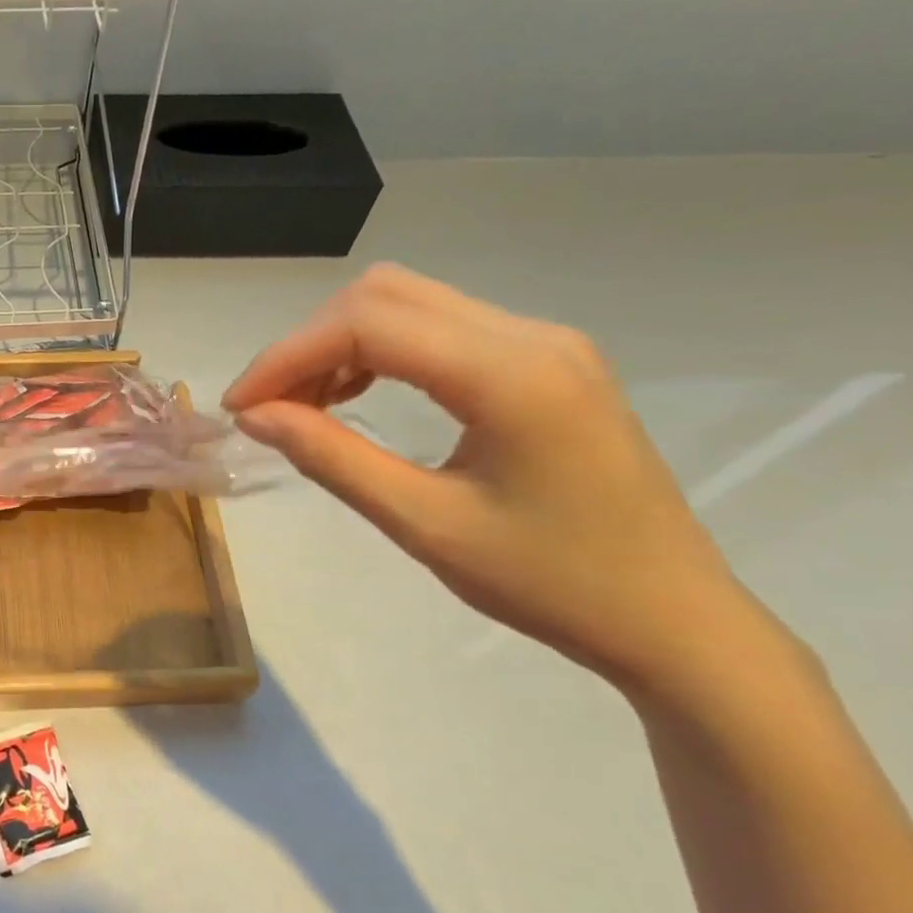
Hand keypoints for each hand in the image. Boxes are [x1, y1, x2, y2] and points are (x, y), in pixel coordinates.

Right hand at [223, 265, 744, 692]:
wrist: (673, 618)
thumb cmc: (550, 583)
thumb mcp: (424, 525)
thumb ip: (332, 458)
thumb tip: (256, 416)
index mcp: (510, 375)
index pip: (366, 324)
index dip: (286, 357)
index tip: (239, 407)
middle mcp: (530, 335)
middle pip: (382, 295)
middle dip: (306, 343)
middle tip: (267, 407)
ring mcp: (544, 341)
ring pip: (407, 303)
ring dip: (339, 344)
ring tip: (303, 405)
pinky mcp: (545, 359)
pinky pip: (438, 327)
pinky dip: (378, 351)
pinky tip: (355, 397)